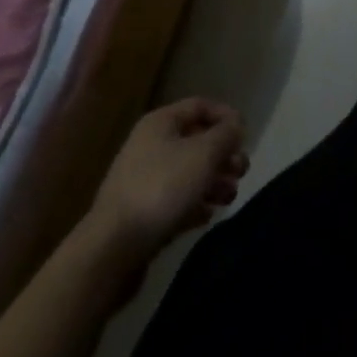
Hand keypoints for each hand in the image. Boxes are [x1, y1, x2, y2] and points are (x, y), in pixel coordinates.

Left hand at [89, 98, 249, 255]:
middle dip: (223, 155)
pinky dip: (194, 205)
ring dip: (213, 182)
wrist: (111, 251)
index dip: (226, 116)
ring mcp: (143, 182)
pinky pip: (175, 201)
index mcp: (161, 123)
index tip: (245, 135)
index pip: (200, 106)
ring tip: (230, 197)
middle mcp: (150, 146)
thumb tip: (236, 126)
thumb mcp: (204, 154)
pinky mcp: (141, 216)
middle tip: (241, 171)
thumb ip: (226, 135)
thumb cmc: (162, 189)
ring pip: (188, 173)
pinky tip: (207, 216)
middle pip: (196, 142)